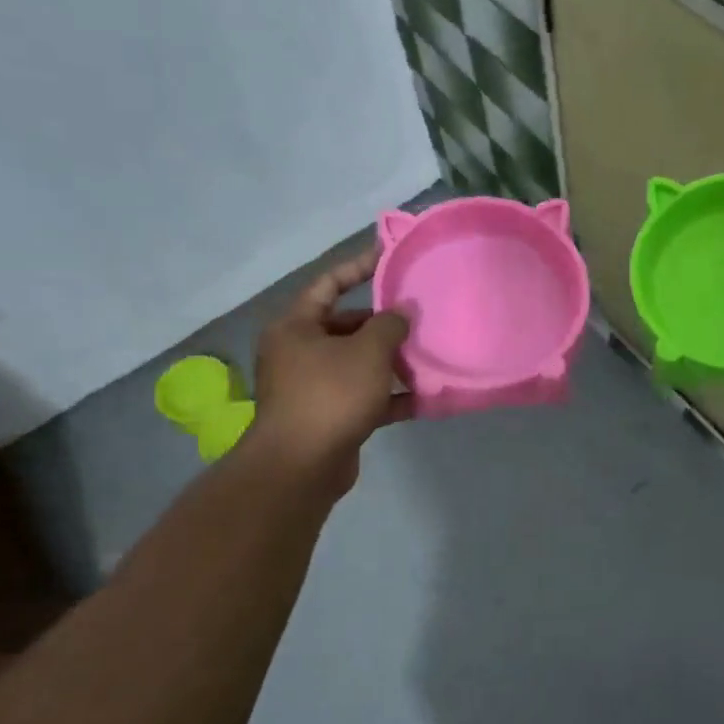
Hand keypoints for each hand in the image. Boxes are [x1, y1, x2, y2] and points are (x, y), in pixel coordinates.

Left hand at [249, 248, 411, 494]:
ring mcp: (311, 386)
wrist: (301, 466)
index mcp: (296, 327)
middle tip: (418, 317)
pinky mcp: (328, 416)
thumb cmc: (331, 395)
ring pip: (357, 363)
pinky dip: (390, 396)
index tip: (390, 257)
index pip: (329, 284)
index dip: (359, 267)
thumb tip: (402, 311)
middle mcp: (298, 352)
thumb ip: (390, 325)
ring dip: (390, 361)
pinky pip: (363, 396)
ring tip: (426, 355)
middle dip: (382, 323)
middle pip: (345, 326)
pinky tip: (422, 397)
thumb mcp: (368, 352)